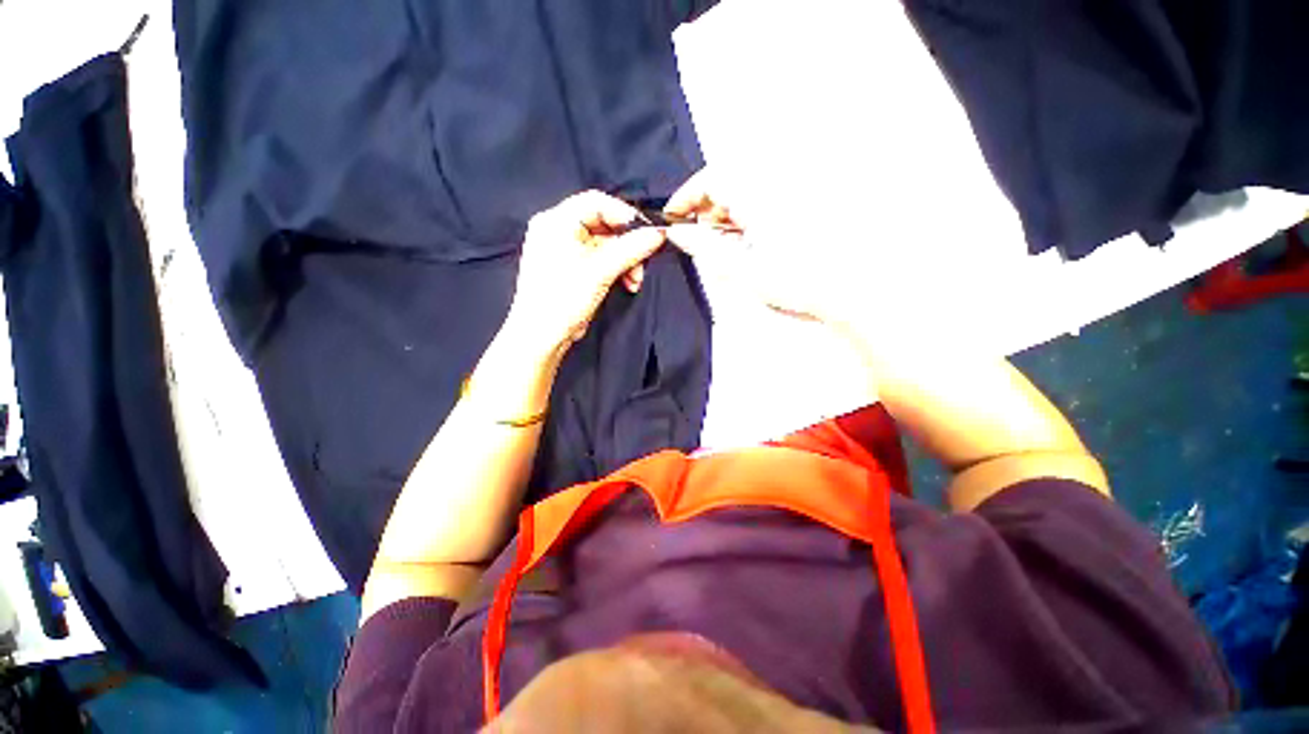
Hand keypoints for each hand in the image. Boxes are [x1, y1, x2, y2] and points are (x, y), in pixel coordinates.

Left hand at [505, 191, 666, 358]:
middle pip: (604, 225)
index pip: (596, 202)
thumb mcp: (600, 271)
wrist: (542, 336)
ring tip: (635, 282)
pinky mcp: (573, 268)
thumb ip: (631, 249)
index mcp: (556, 221)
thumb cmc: (564, 299)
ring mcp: (566, 250)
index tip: (647, 233)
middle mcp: (559, 230)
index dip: (625, 215)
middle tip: (643, 264)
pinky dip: (617, 269)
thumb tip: (658, 234)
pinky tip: (628, 284)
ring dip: (626, 261)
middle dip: (628, 246)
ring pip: (607, 244)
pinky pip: (601, 259)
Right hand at [663, 171, 844, 325]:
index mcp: (760, 195)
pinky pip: (757, 201)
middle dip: (705, 210)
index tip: (674, 217)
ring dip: (724, 216)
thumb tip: (677, 233)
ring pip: (740, 193)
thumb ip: (704, 247)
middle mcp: (774, 185)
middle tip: (700, 240)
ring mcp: (787, 193)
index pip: (711, 178)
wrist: (843, 289)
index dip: (686, 196)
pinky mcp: (795, 203)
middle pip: (725, 183)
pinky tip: (746, 243)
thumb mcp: (740, 267)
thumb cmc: (795, 281)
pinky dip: (743, 219)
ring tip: (726, 247)